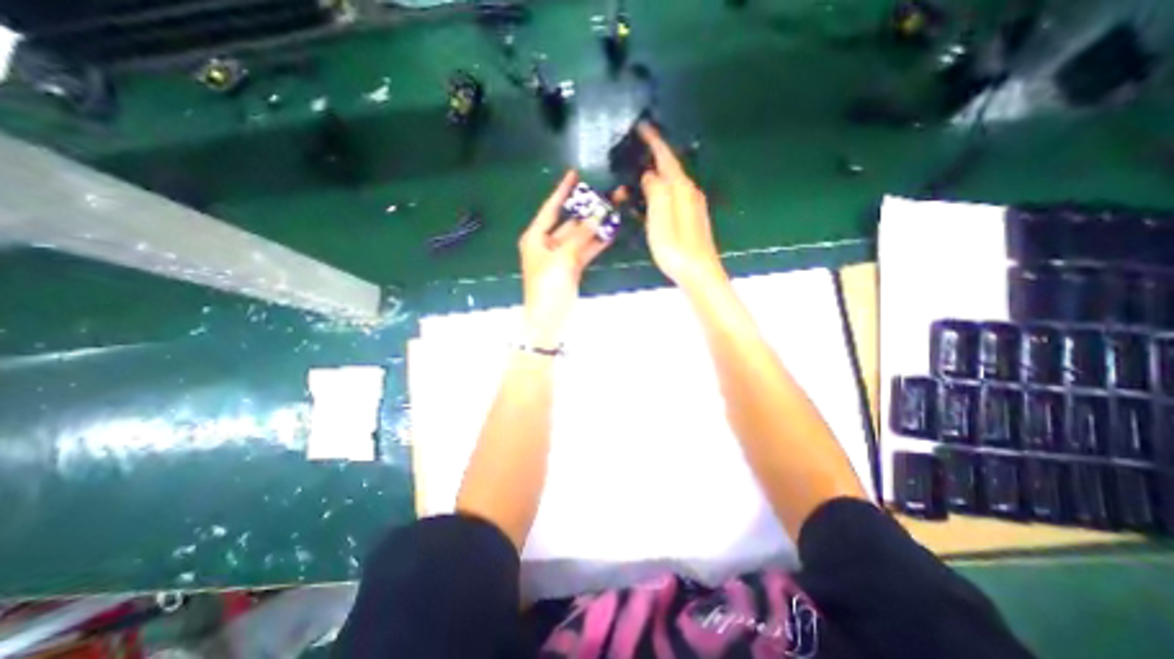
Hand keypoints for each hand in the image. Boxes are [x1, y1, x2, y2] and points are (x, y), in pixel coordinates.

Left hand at [517, 169, 609, 344]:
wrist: (548, 320)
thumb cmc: (547, 288)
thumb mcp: (563, 259)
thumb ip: (581, 236)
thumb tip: (598, 214)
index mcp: (536, 237)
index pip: (550, 209)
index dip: (562, 191)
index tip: (574, 174)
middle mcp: (547, 244)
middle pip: (569, 222)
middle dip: (588, 210)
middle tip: (607, 194)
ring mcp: (561, 256)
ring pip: (580, 236)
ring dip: (596, 226)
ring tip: (614, 209)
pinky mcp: (572, 268)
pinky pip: (585, 250)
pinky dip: (597, 242)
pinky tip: (611, 231)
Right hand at [633, 120, 725, 290]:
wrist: (698, 272)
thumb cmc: (676, 246)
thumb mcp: (660, 216)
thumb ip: (655, 190)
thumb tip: (650, 175)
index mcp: (681, 188)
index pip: (666, 157)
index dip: (653, 140)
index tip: (642, 126)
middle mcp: (689, 192)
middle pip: (670, 168)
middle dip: (654, 156)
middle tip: (636, 150)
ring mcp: (692, 206)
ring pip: (671, 182)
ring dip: (656, 175)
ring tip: (639, 173)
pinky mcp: (691, 219)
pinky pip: (673, 196)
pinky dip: (660, 191)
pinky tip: (651, 199)